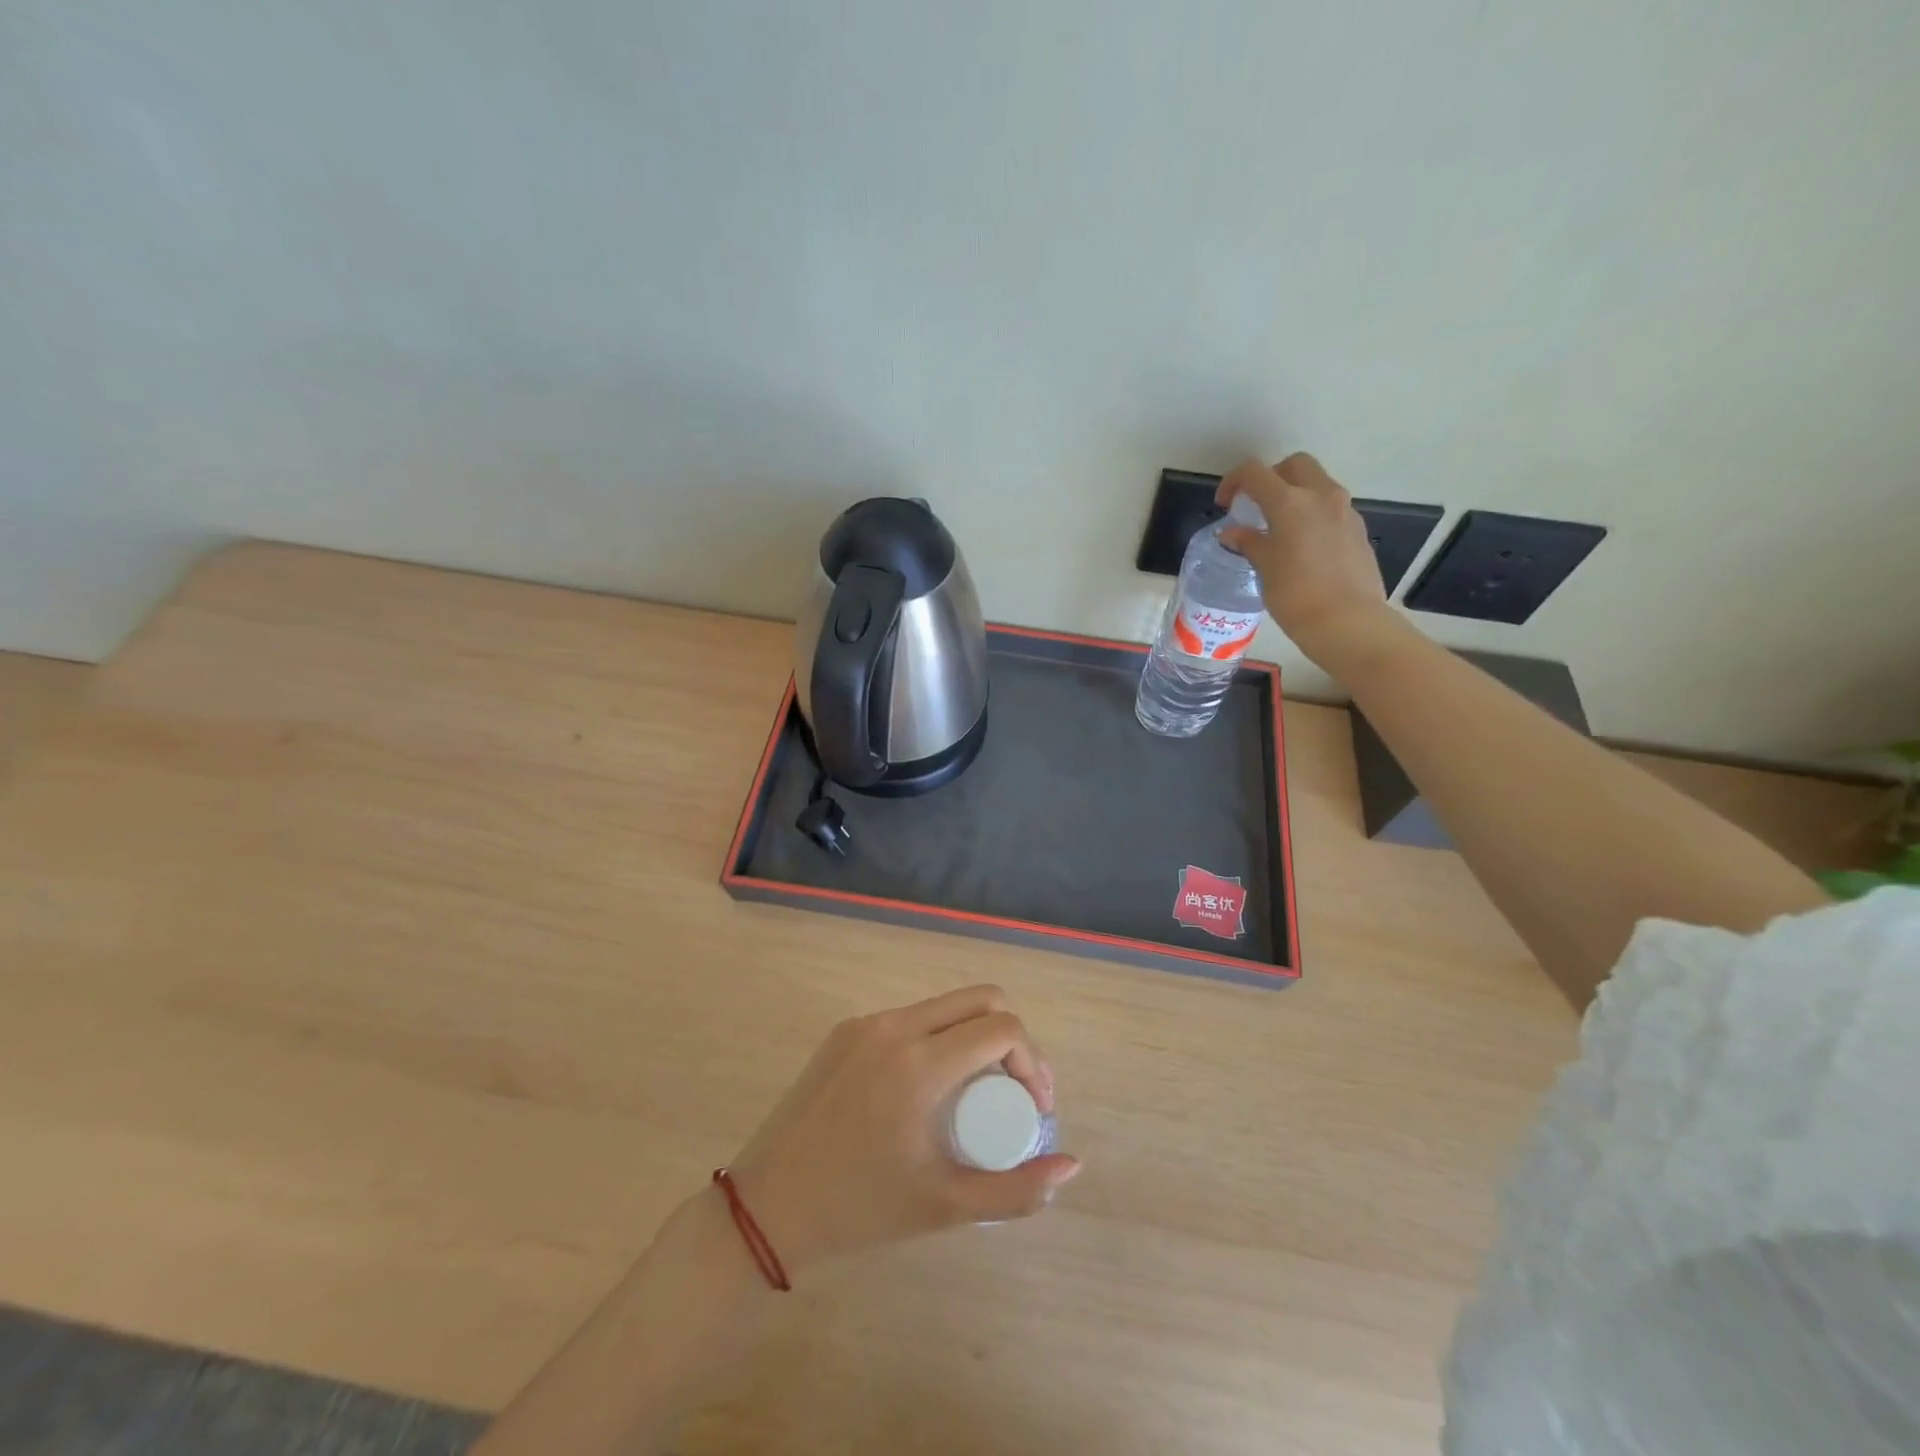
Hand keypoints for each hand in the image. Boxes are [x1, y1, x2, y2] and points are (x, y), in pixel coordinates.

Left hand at [726, 986, 1079, 1275]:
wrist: (767, 1205)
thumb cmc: (859, 1209)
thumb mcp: (944, 1206)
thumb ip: (1016, 1191)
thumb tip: (1072, 1165)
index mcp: (920, 1063)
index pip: (1003, 1029)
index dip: (1033, 1062)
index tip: (1034, 1107)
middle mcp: (895, 1026)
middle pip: (980, 999)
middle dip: (1012, 1037)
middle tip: (1013, 1091)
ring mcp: (866, 1023)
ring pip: (944, 1006)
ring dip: (974, 1035)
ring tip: (975, 1092)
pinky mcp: (845, 1030)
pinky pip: (909, 1019)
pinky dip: (937, 1038)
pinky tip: (931, 1086)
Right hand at [1217, 454, 1397, 669]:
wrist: (1348, 622)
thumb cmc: (1296, 595)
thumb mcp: (1264, 568)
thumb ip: (1249, 542)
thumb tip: (1233, 533)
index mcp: (1291, 502)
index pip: (1255, 472)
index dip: (1234, 481)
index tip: (1225, 503)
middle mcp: (1321, 496)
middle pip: (1295, 465)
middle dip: (1271, 477)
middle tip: (1256, 505)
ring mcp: (1345, 511)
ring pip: (1317, 484)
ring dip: (1295, 495)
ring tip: (1278, 527)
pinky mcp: (1358, 530)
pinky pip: (1331, 509)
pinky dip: (1312, 514)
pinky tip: (1303, 546)